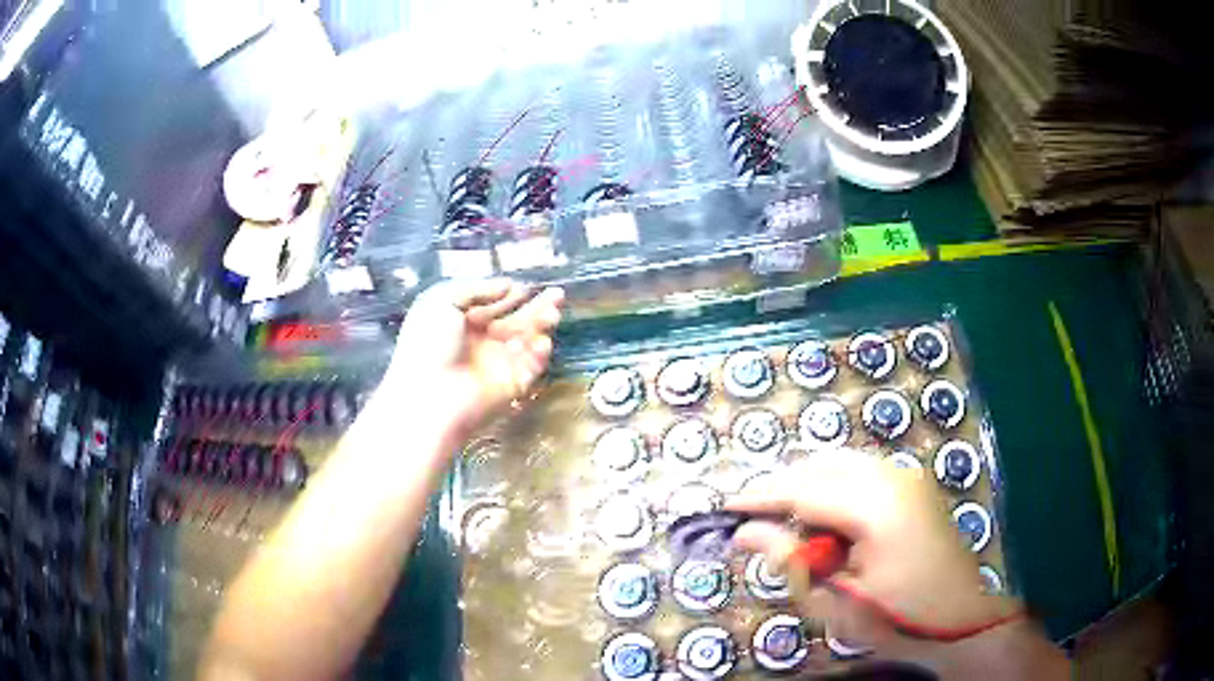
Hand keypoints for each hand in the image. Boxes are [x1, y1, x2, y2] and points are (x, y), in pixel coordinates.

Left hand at [383, 279, 563, 433]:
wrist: (430, 395)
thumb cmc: (428, 344)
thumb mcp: (442, 301)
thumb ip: (476, 288)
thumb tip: (508, 285)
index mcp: (463, 322)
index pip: (494, 304)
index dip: (510, 294)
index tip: (525, 286)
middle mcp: (483, 341)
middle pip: (517, 320)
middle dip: (538, 307)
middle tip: (557, 295)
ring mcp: (499, 363)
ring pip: (529, 340)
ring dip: (543, 326)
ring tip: (553, 314)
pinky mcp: (512, 384)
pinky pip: (532, 367)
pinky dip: (539, 354)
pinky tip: (541, 343)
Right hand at [729, 451, 1018, 648]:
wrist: (960, 618)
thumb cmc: (896, 619)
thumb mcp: (836, 601)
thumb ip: (790, 562)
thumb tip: (745, 532)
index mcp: (876, 507)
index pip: (804, 491)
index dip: (761, 498)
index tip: (726, 508)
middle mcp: (893, 477)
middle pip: (821, 468)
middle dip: (782, 488)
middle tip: (752, 519)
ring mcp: (907, 476)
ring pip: (840, 464)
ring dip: (807, 485)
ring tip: (784, 520)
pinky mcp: (914, 484)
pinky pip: (861, 471)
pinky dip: (833, 486)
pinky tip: (824, 516)